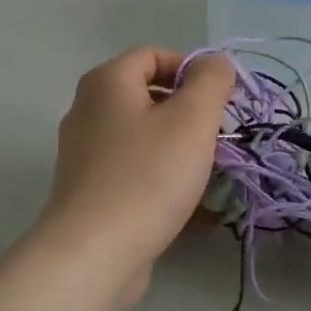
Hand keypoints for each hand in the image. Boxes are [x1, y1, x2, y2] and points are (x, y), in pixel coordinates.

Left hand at [36, 46, 236, 306]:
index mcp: (107, 83)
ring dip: (185, 154)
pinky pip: (139, 175)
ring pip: (148, 141)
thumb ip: (212, 81)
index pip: (154, 55)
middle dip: (193, 117)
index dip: (193, 70)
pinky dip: (167, 184)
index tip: (222, 102)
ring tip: (214, 178)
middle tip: (220, 140)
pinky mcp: (93, 194)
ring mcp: (88, 156)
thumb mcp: (193, 119)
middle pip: (152, 99)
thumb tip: (216, 63)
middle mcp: (90, 112)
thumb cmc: (147, 177)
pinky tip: (197, 211)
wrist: (94, 255)